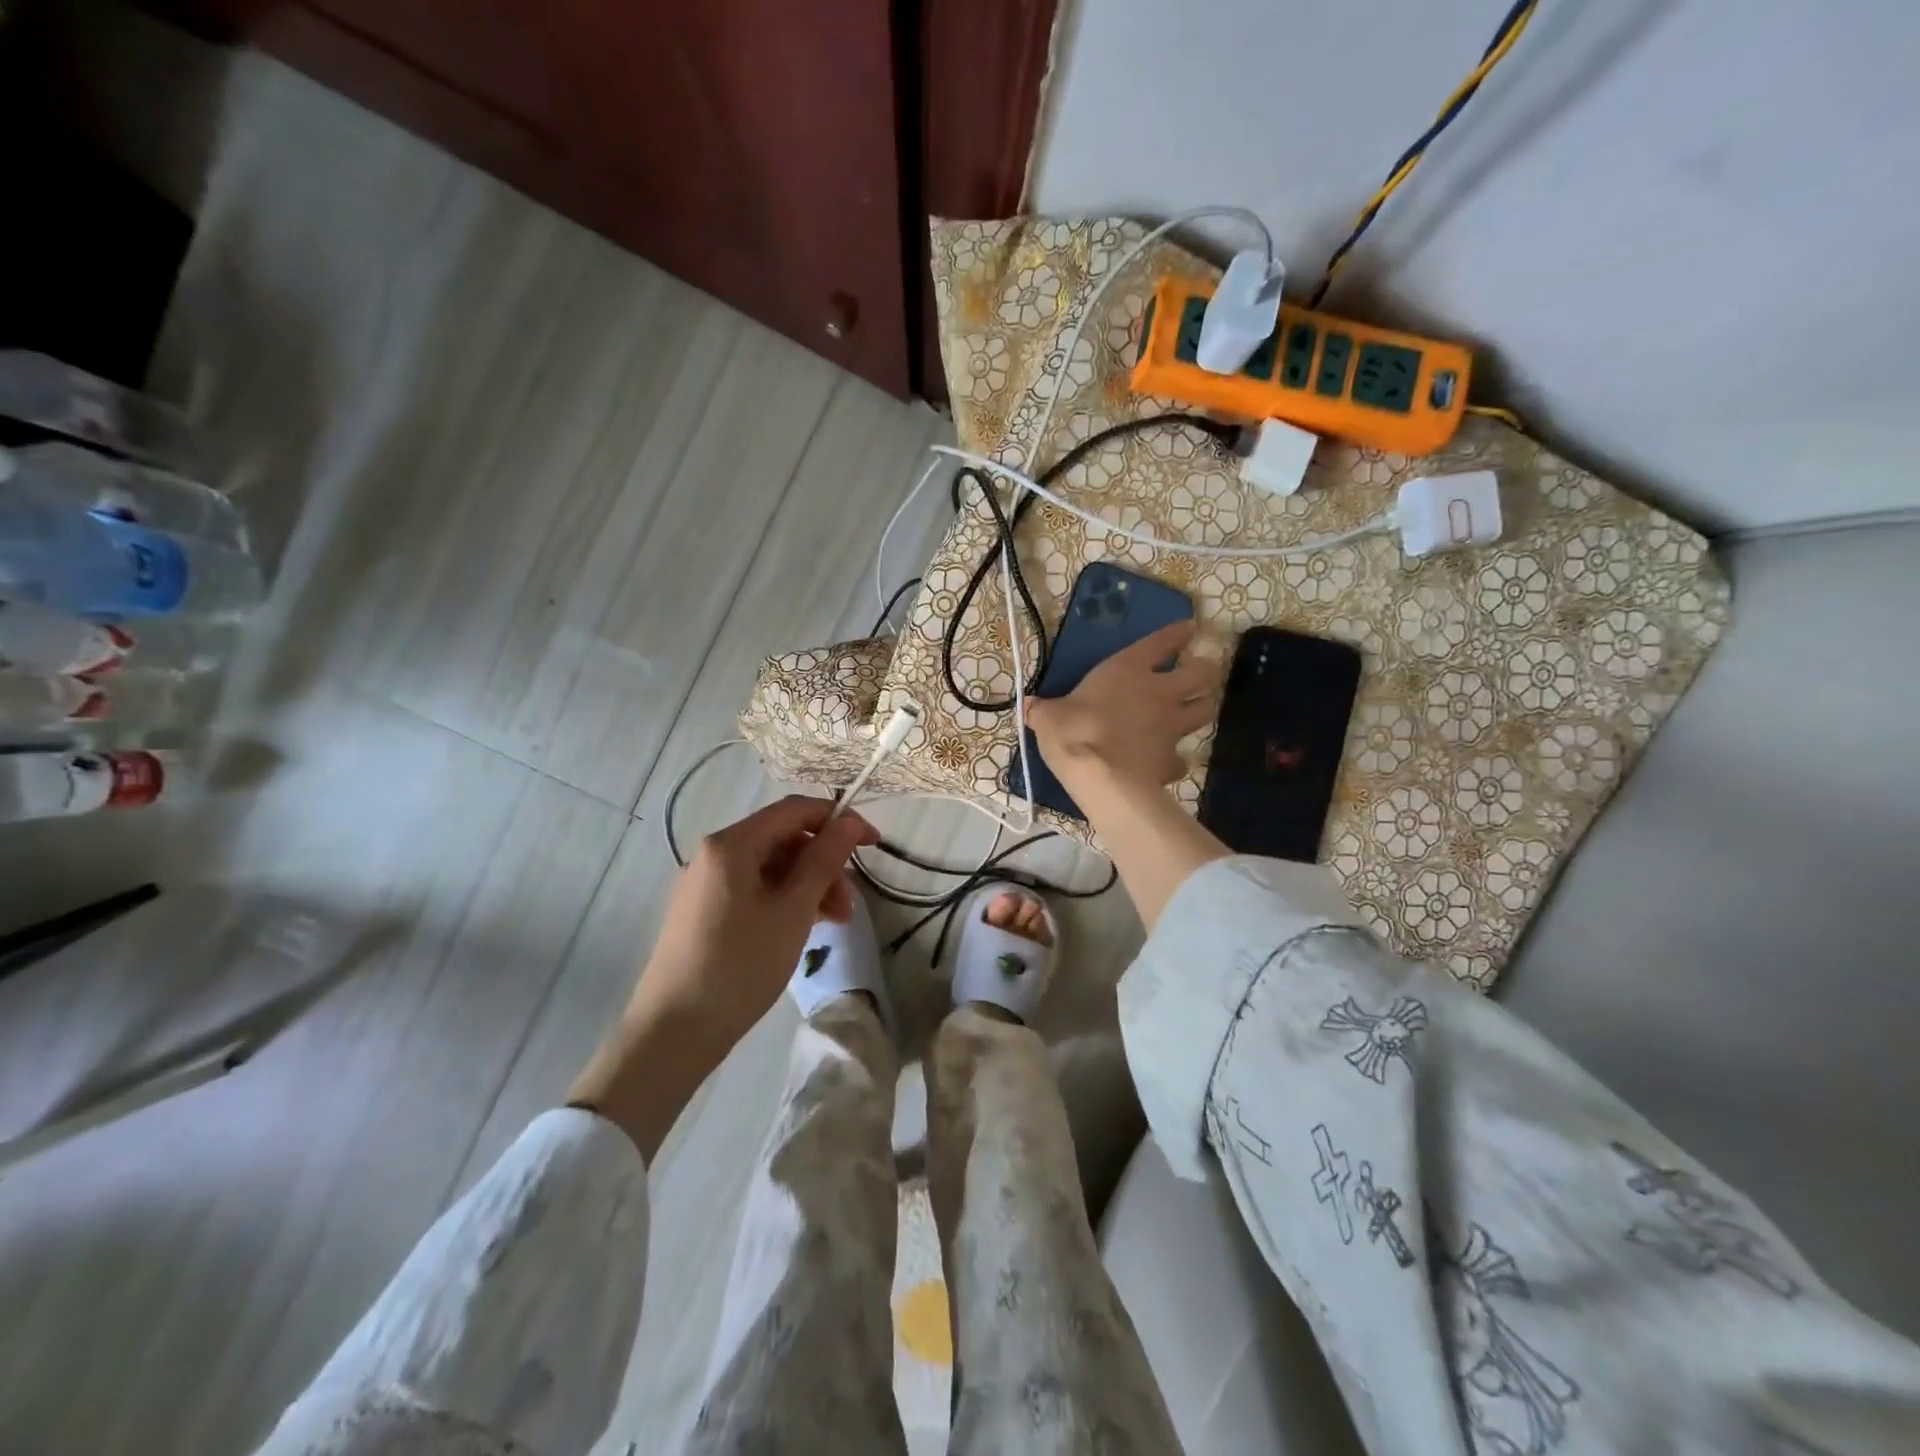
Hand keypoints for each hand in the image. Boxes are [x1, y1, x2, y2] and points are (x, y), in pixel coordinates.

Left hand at [632, 795, 878, 1048]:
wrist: (674, 1032)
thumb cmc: (741, 965)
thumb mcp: (793, 910)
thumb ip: (824, 859)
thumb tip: (850, 822)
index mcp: (732, 844)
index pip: (794, 810)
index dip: (838, 820)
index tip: (873, 843)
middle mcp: (715, 854)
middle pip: (783, 839)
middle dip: (824, 863)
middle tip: (850, 904)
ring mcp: (706, 884)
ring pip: (771, 867)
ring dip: (809, 886)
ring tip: (834, 923)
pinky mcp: (704, 911)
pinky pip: (754, 889)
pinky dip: (785, 901)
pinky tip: (804, 928)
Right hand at [1027, 620, 1220, 791]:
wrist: (1100, 778)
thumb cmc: (1074, 732)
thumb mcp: (1048, 716)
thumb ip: (1044, 709)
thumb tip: (1029, 706)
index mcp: (1128, 669)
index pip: (1163, 642)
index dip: (1178, 634)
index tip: (1189, 629)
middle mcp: (1159, 692)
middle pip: (1202, 673)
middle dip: (1204, 671)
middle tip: (1198, 675)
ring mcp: (1171, 727)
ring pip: (1206, 710)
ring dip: (1203, 707)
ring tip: (1195, 711)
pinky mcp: (1173, 760)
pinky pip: (1183, 757)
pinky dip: (1178, 759)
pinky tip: (1169, 762)